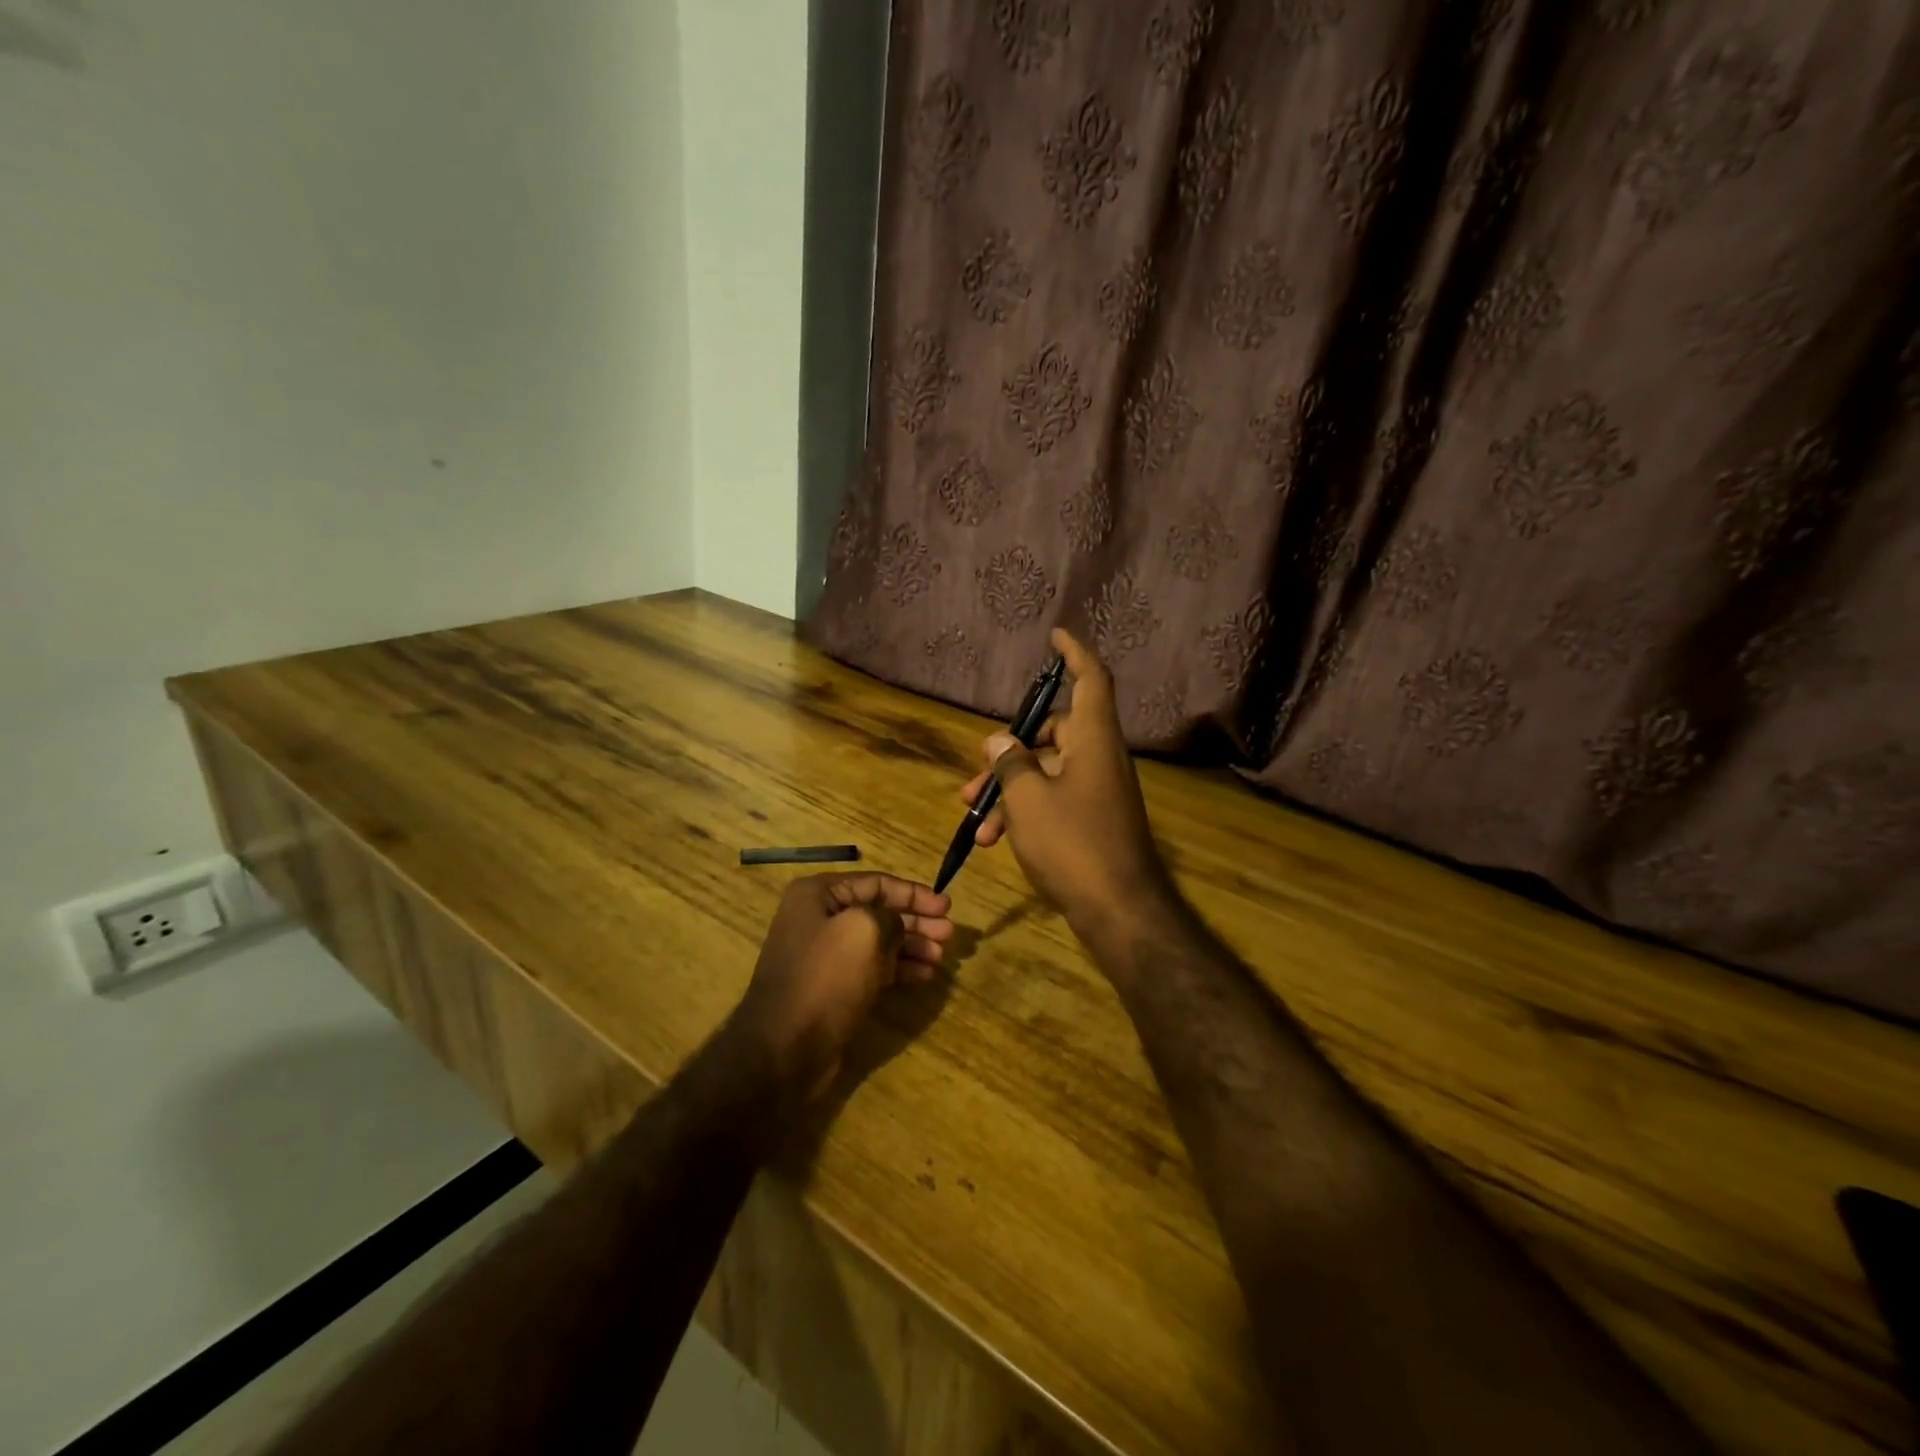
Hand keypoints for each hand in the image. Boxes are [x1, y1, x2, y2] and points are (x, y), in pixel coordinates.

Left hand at [727, 873, 952, 1102]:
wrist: (785, 1049)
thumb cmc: (826, 978)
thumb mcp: (865, 930)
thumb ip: (890, 916)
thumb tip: (896, 925)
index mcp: (818, 895)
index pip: (876, 883)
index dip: (914, 893)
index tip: (946, 906)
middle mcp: (819, 918)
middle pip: (879, 912)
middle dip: (917, 921)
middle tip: (949, 933)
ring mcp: (825, 955)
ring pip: (879, 942)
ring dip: (912, 946)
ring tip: (941, 957)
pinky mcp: (833, 987)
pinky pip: (873, 968)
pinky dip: (899, 968)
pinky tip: (925, 975)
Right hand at [959, 629, 1173, 937]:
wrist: (1119, 911)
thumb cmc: (1073, 844)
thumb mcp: (1028, 800)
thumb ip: (1009, 763)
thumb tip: (998, 740)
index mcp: (1093, 740)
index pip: (1091, 679)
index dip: (1074, 653)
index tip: (1055, 635)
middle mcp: (1099, 758)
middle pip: (1054, 733)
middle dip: (1009, 752)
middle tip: (975, 777)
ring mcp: (1098, 791)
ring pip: (1046, 773)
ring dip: (1009, 791)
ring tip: (975, 819)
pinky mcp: (1093, 820)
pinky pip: (1054, 800)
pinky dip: (1025, 813)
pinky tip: (995, 841)